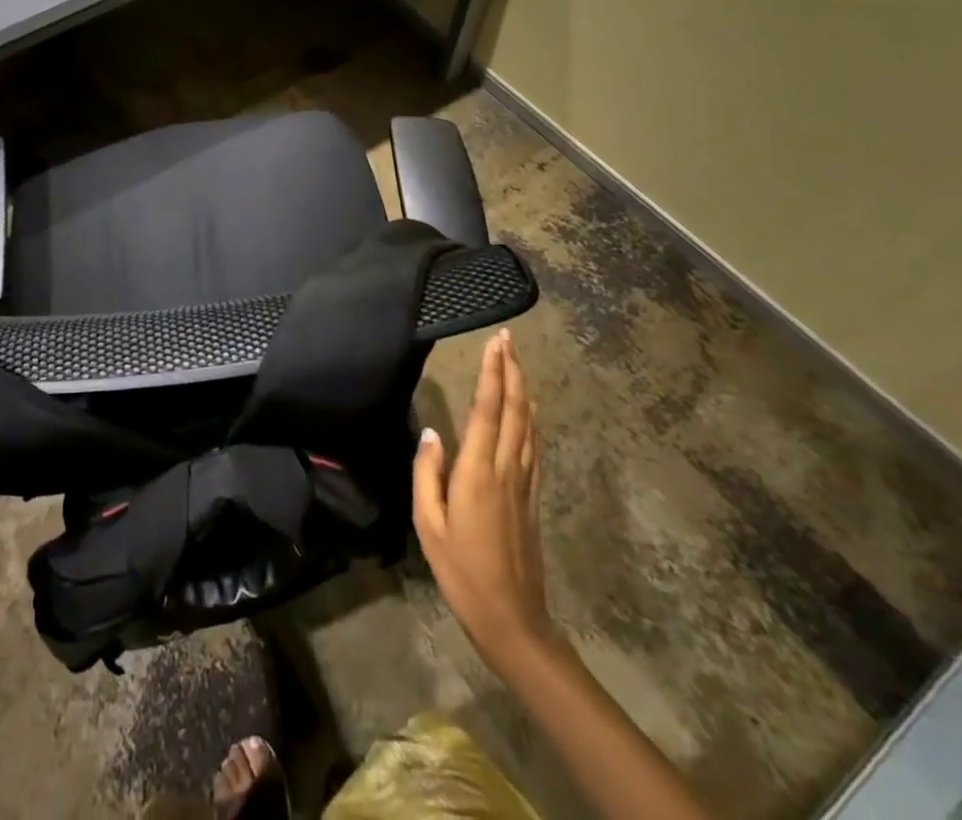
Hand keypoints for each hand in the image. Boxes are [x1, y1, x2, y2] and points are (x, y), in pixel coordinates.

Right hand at [413, 329, 553, 676]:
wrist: (513, 620)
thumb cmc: (461, 572)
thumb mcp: (428, 525)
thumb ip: (426, 474)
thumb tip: (431, 432)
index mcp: (478, 472)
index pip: (488, 411)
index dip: (492, 374)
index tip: (495, 343)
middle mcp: (506, 470)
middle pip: (515, 411)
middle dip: (512, 372)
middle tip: (508, 340)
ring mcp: (524, 484)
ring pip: (529, 426)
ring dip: (523, 391)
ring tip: (517, 363)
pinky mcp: (533, 499)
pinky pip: (534, 448)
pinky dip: (532, 421)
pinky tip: (530, 412)